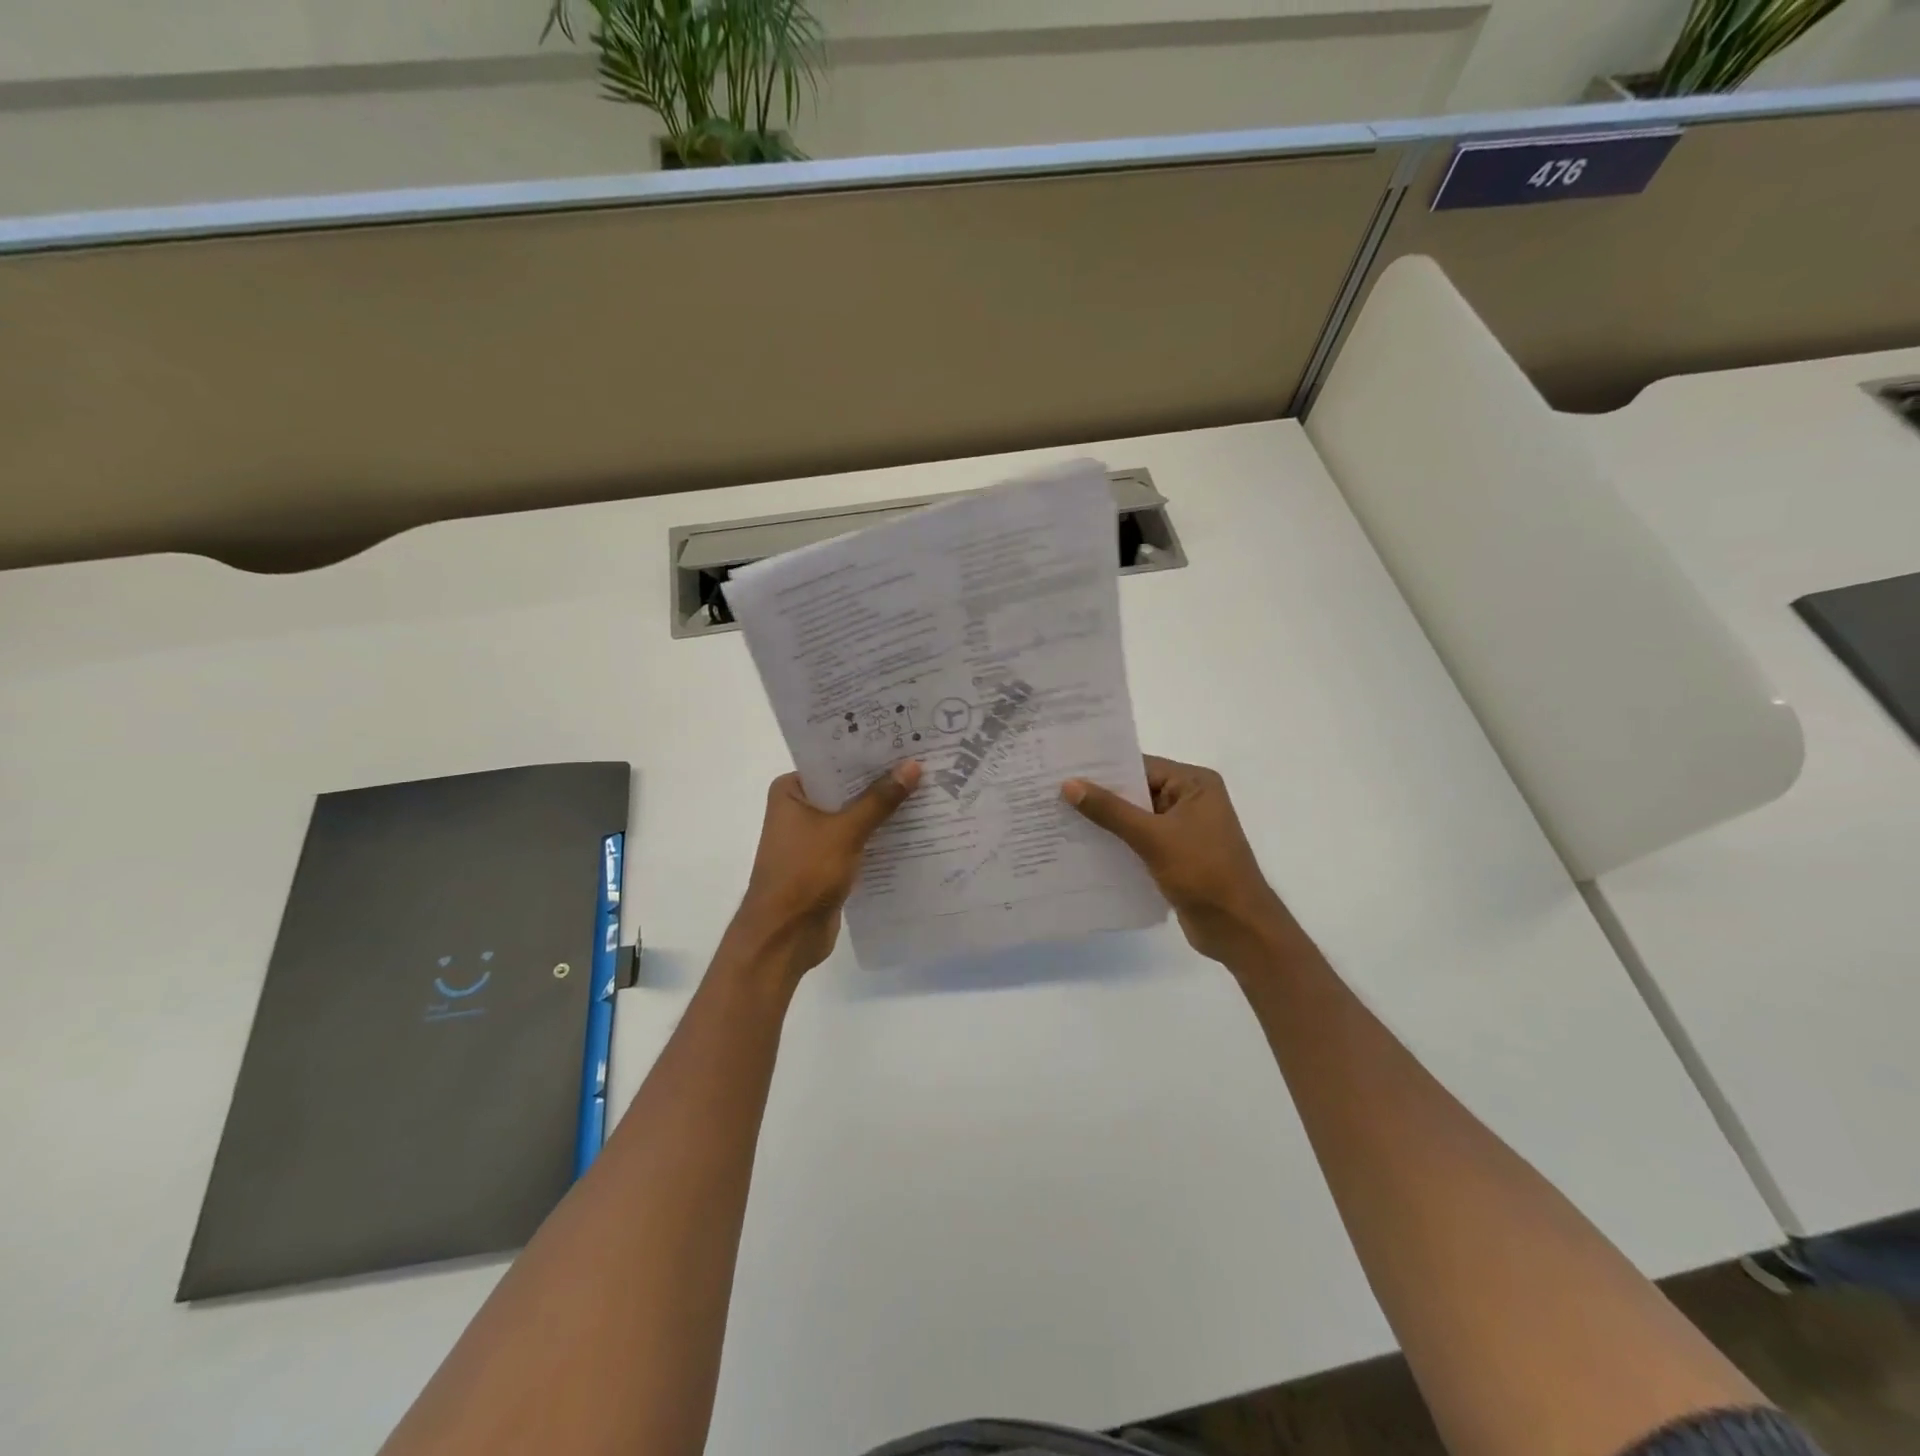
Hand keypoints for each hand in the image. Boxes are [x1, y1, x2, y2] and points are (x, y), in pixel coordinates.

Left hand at [731, 762, 921, 979]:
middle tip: (925, 761)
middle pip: (847, 787)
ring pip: (855, 815)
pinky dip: (880, 836)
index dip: (868, 751)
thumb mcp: (845, 831)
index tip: (904, 738)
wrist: (784, 937)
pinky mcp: (828, 862)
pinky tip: (915, 828)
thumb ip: (879, 800)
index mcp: (791, 791)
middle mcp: (800, 809)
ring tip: (928, 789)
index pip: (834, 760)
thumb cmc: (805, 873)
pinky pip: (859, 840)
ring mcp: (814, 837)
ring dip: (884, 810)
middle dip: (882, 780)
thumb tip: (913, 766)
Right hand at [1063, 755, 1292, 966]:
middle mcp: (1190, 800)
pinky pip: (1139, 841)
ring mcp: (1183, 830)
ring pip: (1134, 818)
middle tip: (1051, 791)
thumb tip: (1069, 784)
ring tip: (1058, 817)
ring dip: (1104, 822)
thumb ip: (1110, 810)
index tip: (1063, 768)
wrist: (1239, 929)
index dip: (1102, 768)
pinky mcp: (1175, 856)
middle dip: (1098, 795)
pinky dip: (1116, 843)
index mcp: (1194, 784)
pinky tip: (1081, 846)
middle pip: (1136, 790)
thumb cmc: (1203, 873)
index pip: (1141, 765)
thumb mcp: (1153, 837)